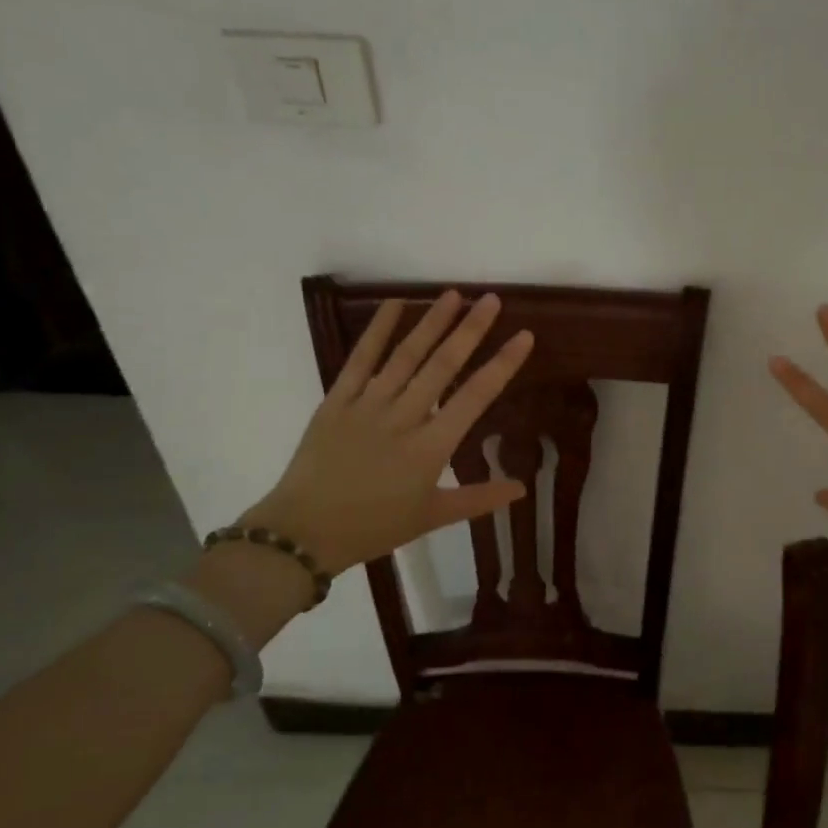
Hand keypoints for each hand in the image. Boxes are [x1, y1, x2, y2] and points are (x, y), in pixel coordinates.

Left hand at [244, 291, 533, 574]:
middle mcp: (403, 418)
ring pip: (405, 356)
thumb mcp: (432, 517)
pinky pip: (360, 359)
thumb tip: (521, 488)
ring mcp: (367, 405)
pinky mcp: (336, 401)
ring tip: (453, 295)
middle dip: (470, 329)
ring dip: (431, 323)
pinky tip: (394, 304)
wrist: (304, 532)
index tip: (523, 336)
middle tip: (491, 299)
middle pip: (442, 365)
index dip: (502, 365)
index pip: (475, 397)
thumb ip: (479, 499)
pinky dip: (377, 330)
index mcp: (431, 448)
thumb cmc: (374, 527)